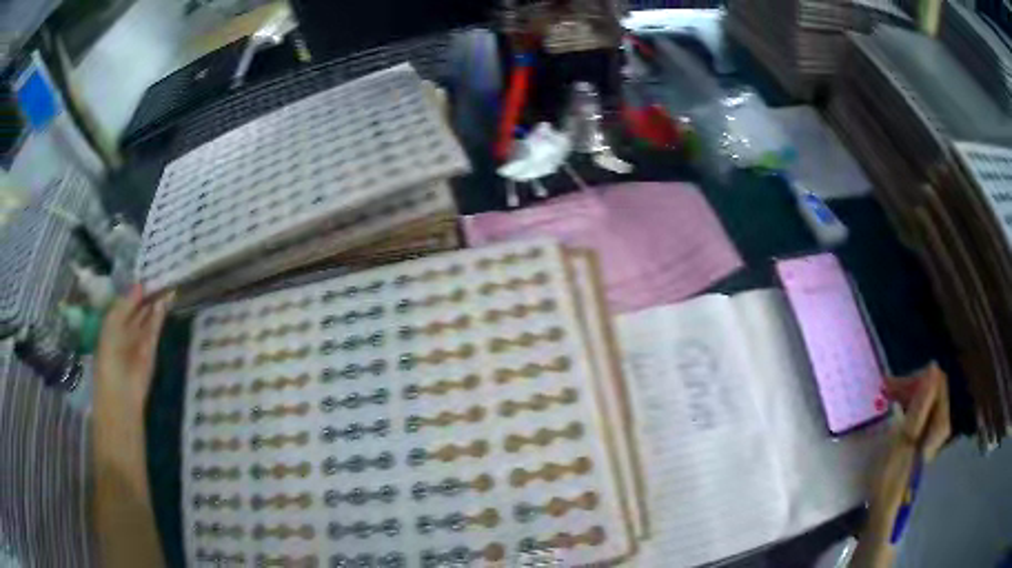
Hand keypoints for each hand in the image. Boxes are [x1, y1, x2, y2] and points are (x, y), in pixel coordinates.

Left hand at [95, 285, 170, 415]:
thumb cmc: (109, 356)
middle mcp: (126, 333)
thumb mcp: (112, 324)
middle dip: (145, 297)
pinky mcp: (151, 351)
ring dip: (155, 305)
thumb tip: (140, 285)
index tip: (143, 277)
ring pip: (148, 319)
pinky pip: (154, 331)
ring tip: (165, 286)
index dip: (132, 292)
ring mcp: (139, 342)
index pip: (124, 305)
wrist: (121, 391)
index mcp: (112, 326)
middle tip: (157, 278)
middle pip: (137, 311)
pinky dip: (159, 318)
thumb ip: (125, 304)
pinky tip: (164, 303)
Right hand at [854, 363, 950, 566]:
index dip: (916, 377)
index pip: (937, 381)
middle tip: (885, 391)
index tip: (891, 386)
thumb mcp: (905, 438)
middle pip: (932, 390)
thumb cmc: (893, 476)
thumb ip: (921, 404)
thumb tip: (932, 368)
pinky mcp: (922, 441)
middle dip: (910, 385)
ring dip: (907, 396)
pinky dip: (907, 408)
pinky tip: (895, 414)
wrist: (886, 511)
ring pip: (925, 401)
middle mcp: (940, 423)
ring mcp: (932, 433)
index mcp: (940, 421)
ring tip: (887, 400)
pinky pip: (920, 413)